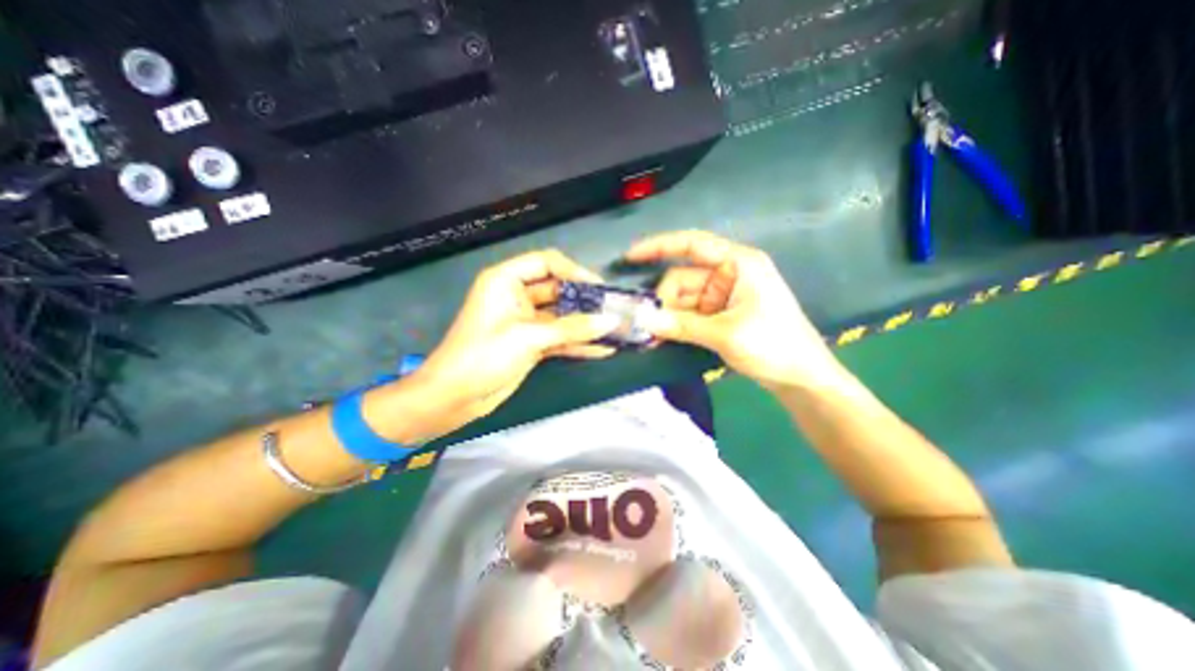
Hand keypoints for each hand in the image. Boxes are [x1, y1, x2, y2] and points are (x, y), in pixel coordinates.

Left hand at [395, 250, 620, 437]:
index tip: (599, 287)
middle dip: (585, 300)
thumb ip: (572, 328)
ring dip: (586, 323)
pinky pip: (560, 338)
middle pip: (558, 290)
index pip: (545, 263)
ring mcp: (525, 322)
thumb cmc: (483, 356)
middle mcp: (517, 296)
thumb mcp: (528, 337)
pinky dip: (578, 343)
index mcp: (506, 281)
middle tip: (613, 309)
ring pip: (562, 316)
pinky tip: (602, 349)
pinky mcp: (532, 344)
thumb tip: (611, 322)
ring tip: (615, 328)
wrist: (455, 398)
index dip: (573, 271)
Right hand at [625, 231, 837, 389]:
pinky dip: (676, 323)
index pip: (693, 244)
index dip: (659, 246)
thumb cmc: (774, 346)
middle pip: (683, 277)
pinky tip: (663, 336)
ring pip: (683, 298)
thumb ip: (681, 325)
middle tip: (644, 324)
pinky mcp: (720, 313)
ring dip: (667, 315)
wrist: (802, 378)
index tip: (630, 257)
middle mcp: (729, 273)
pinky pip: (690, 312)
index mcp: (738, 263)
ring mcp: (724, 295)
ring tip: (651, 337)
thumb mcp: (725, 334)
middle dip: (663, 299)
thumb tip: (643, 321)